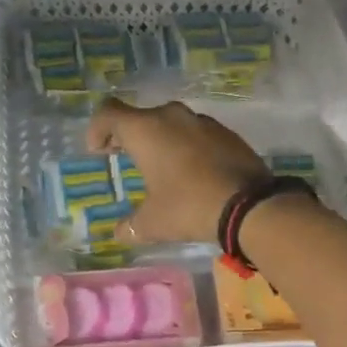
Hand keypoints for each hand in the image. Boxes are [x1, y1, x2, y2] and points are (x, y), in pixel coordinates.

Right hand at [87, 99, 269, 244]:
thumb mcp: (152, 223)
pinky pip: (196, 134)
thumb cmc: (189, 207)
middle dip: (128, 136)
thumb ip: (130, 226)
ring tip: (161, 167)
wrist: (250, 205)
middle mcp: (172, 117)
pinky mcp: (227, 133)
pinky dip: (187, 146)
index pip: (109, 113)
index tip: (98, 151)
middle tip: (124, 157)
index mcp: (146, 130)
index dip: (97, 129)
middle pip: (141, 117)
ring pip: (171, 123)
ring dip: (160, 140)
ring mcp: (203, 122)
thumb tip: (120, 233)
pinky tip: (192, 172)